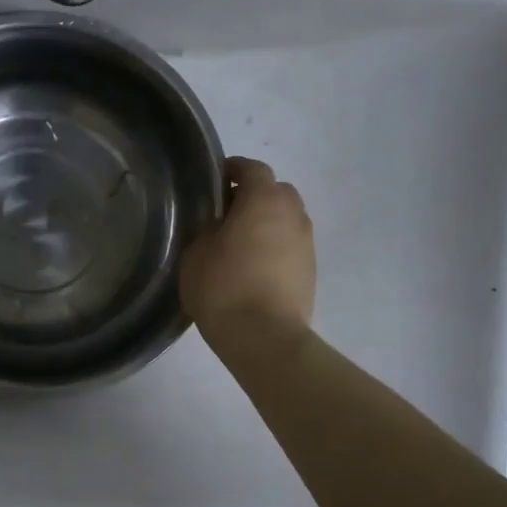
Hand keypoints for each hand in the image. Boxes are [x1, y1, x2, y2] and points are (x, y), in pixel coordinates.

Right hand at [180, 156, 315, 340]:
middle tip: (227, 213)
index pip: (252, 169)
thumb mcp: (196, 253)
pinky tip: (253, 266)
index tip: (215, 179)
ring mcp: (306, 243)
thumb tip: (219, 226)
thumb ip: (208, 229)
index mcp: (263, 200)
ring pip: (286, 219)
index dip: (233, 169)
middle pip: (276, 191)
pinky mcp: (310, 270)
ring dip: (267, 222)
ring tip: (240, 242)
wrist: (264, 337)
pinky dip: (274, 246)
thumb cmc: (223, 287)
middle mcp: (292, 214)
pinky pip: (290, 245)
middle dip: (254, 195)